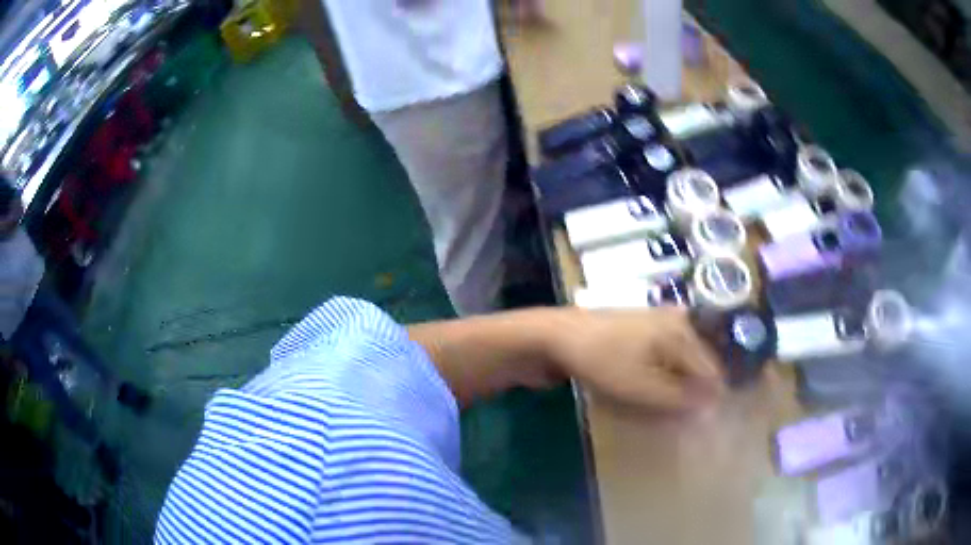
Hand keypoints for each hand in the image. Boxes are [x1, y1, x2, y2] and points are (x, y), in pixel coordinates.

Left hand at [545, 307, 722, 411]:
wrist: (555, 336)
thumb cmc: (602, 361)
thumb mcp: (643, 388)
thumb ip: (680, 399)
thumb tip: (712, 407)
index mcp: (683, 331)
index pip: (711, 372)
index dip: (707, 401)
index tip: (697, 426)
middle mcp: (677, 321)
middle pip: (697, 366)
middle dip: (690, 394)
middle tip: (675, 418)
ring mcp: (659, 322)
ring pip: (680, 364)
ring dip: (674, 387)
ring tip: (660, 407)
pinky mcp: (642, 330)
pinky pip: (663, 358)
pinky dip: (660, 377)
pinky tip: (646, 390)